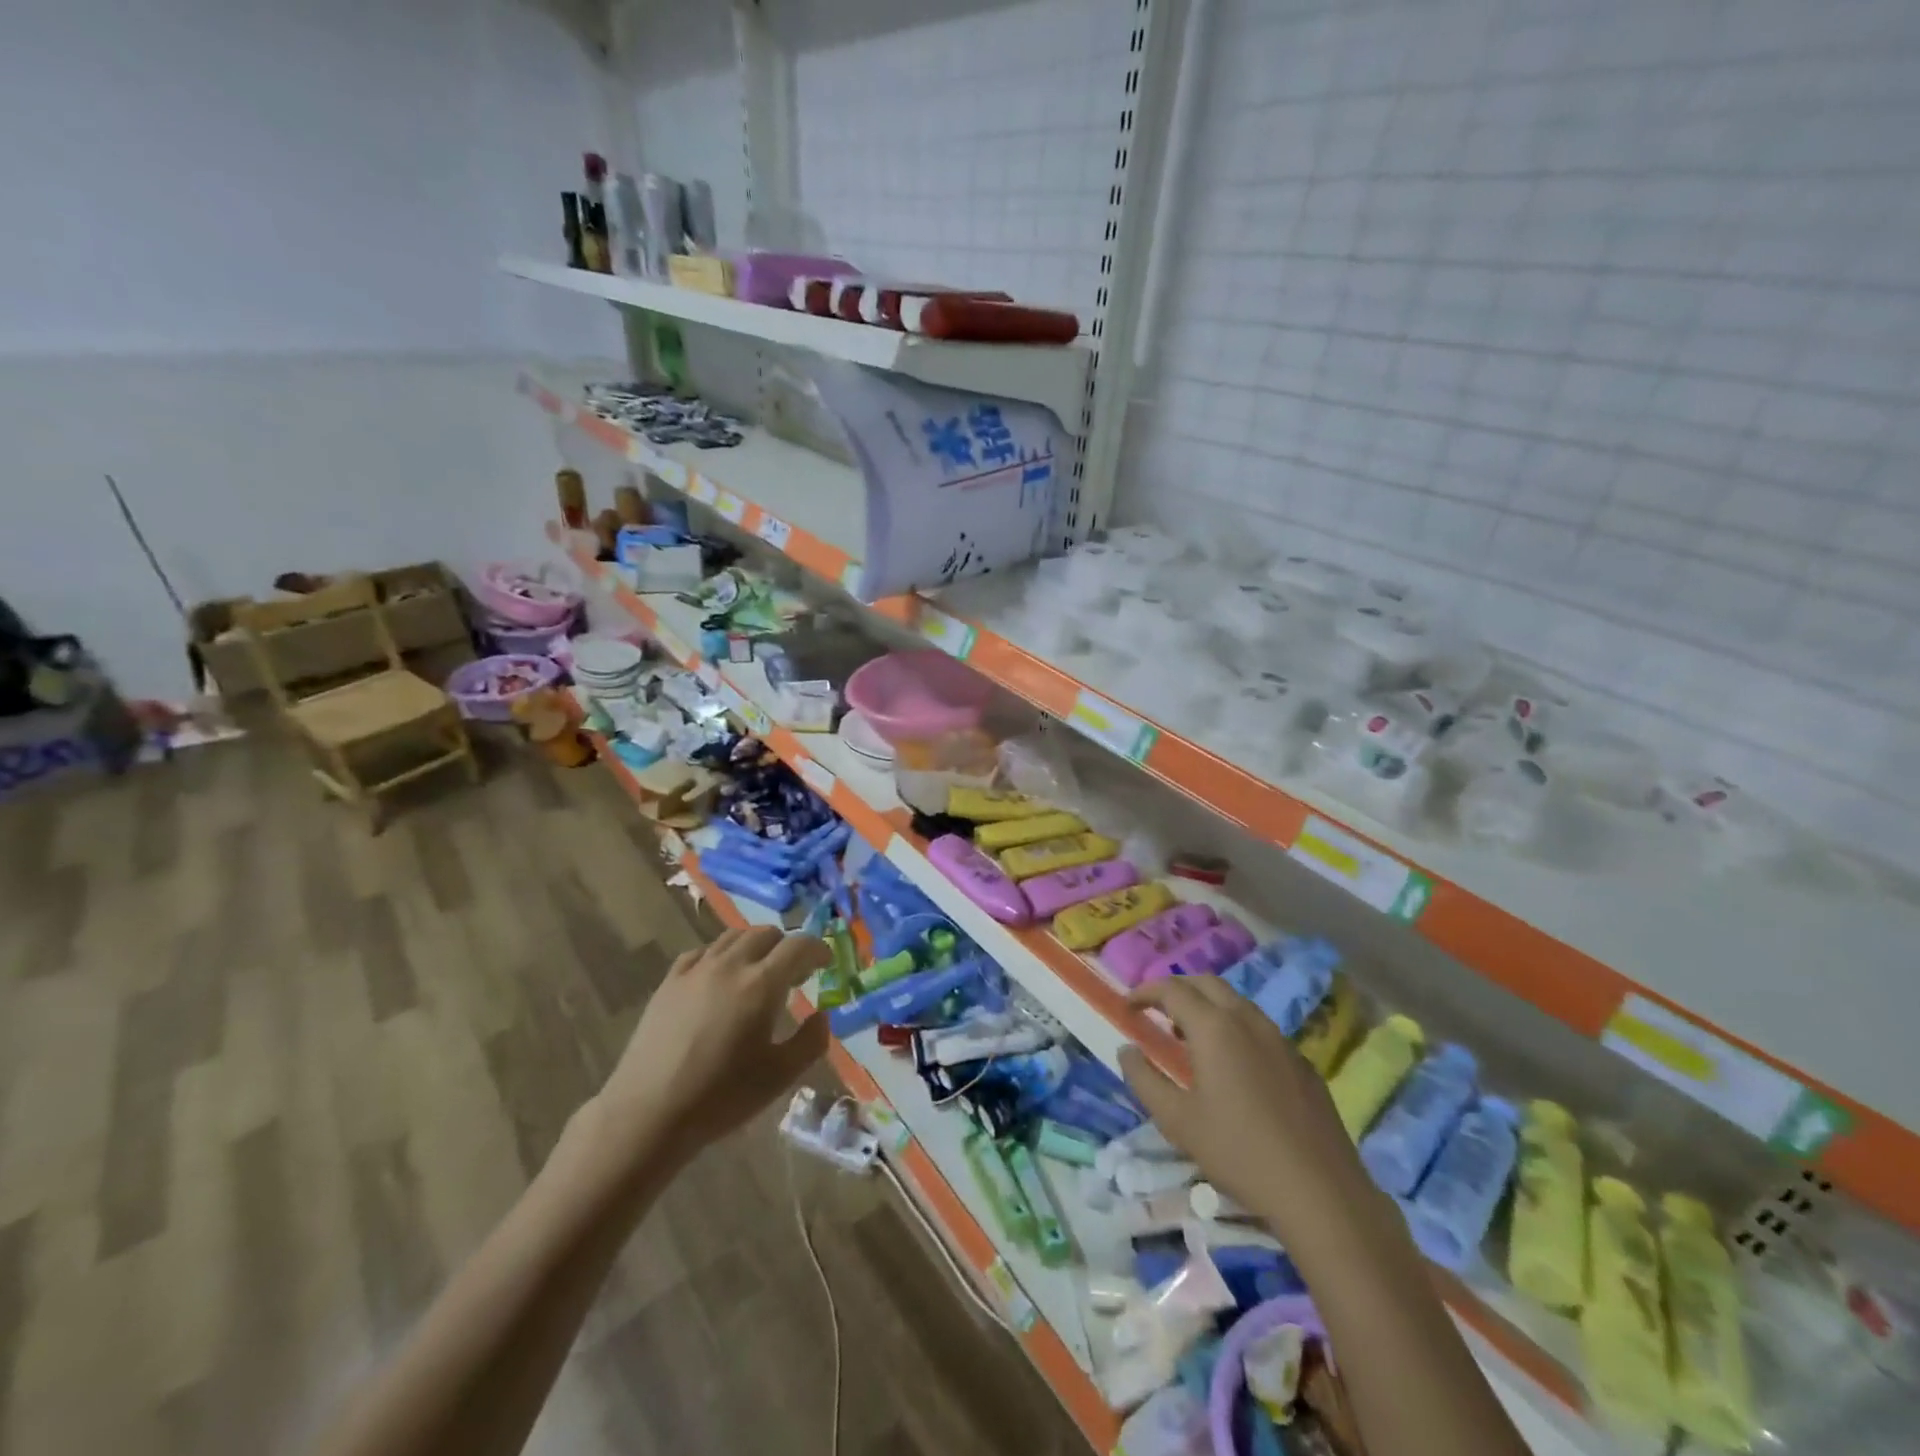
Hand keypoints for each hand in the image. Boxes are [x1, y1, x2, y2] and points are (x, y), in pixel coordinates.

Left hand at [594, 926, 832, 1169]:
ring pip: (733, 937)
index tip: (825, 963)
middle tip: (793, 974)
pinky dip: (721, 956)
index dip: (818, 949)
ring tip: (758, 973)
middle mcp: (730, 965)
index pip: (799, 945)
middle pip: (766, 933)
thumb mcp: (780, 1077)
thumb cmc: (721, 1097)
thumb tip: (821, 1015)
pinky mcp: (669, 981)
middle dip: (786, 946)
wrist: (648, 1114)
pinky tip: (719, 979)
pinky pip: (702, 952)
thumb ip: (811, 1041)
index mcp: (761, 984)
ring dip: (755, 946)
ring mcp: (696, 970)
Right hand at [1119, 977, 1379, 1253]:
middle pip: (1206, 983)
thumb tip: (1126, 1049)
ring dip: (1207, 1006)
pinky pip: (1259, 1027)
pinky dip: (1234, 1028)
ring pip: (1236, 1002)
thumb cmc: (1238, 1153)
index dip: (1145, 991)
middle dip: (1177, 989)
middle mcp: (1248, 1020)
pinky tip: (1232, 1066)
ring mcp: (1280, 1039)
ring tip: (1189, 1036)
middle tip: (1156, 1011)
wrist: (1321, 1192)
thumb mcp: (1177, 1121)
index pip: (1172, 989)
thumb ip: (1144, 1079)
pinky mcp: (1301, 1061)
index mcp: (1214, 1027)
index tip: (1128, 1006)